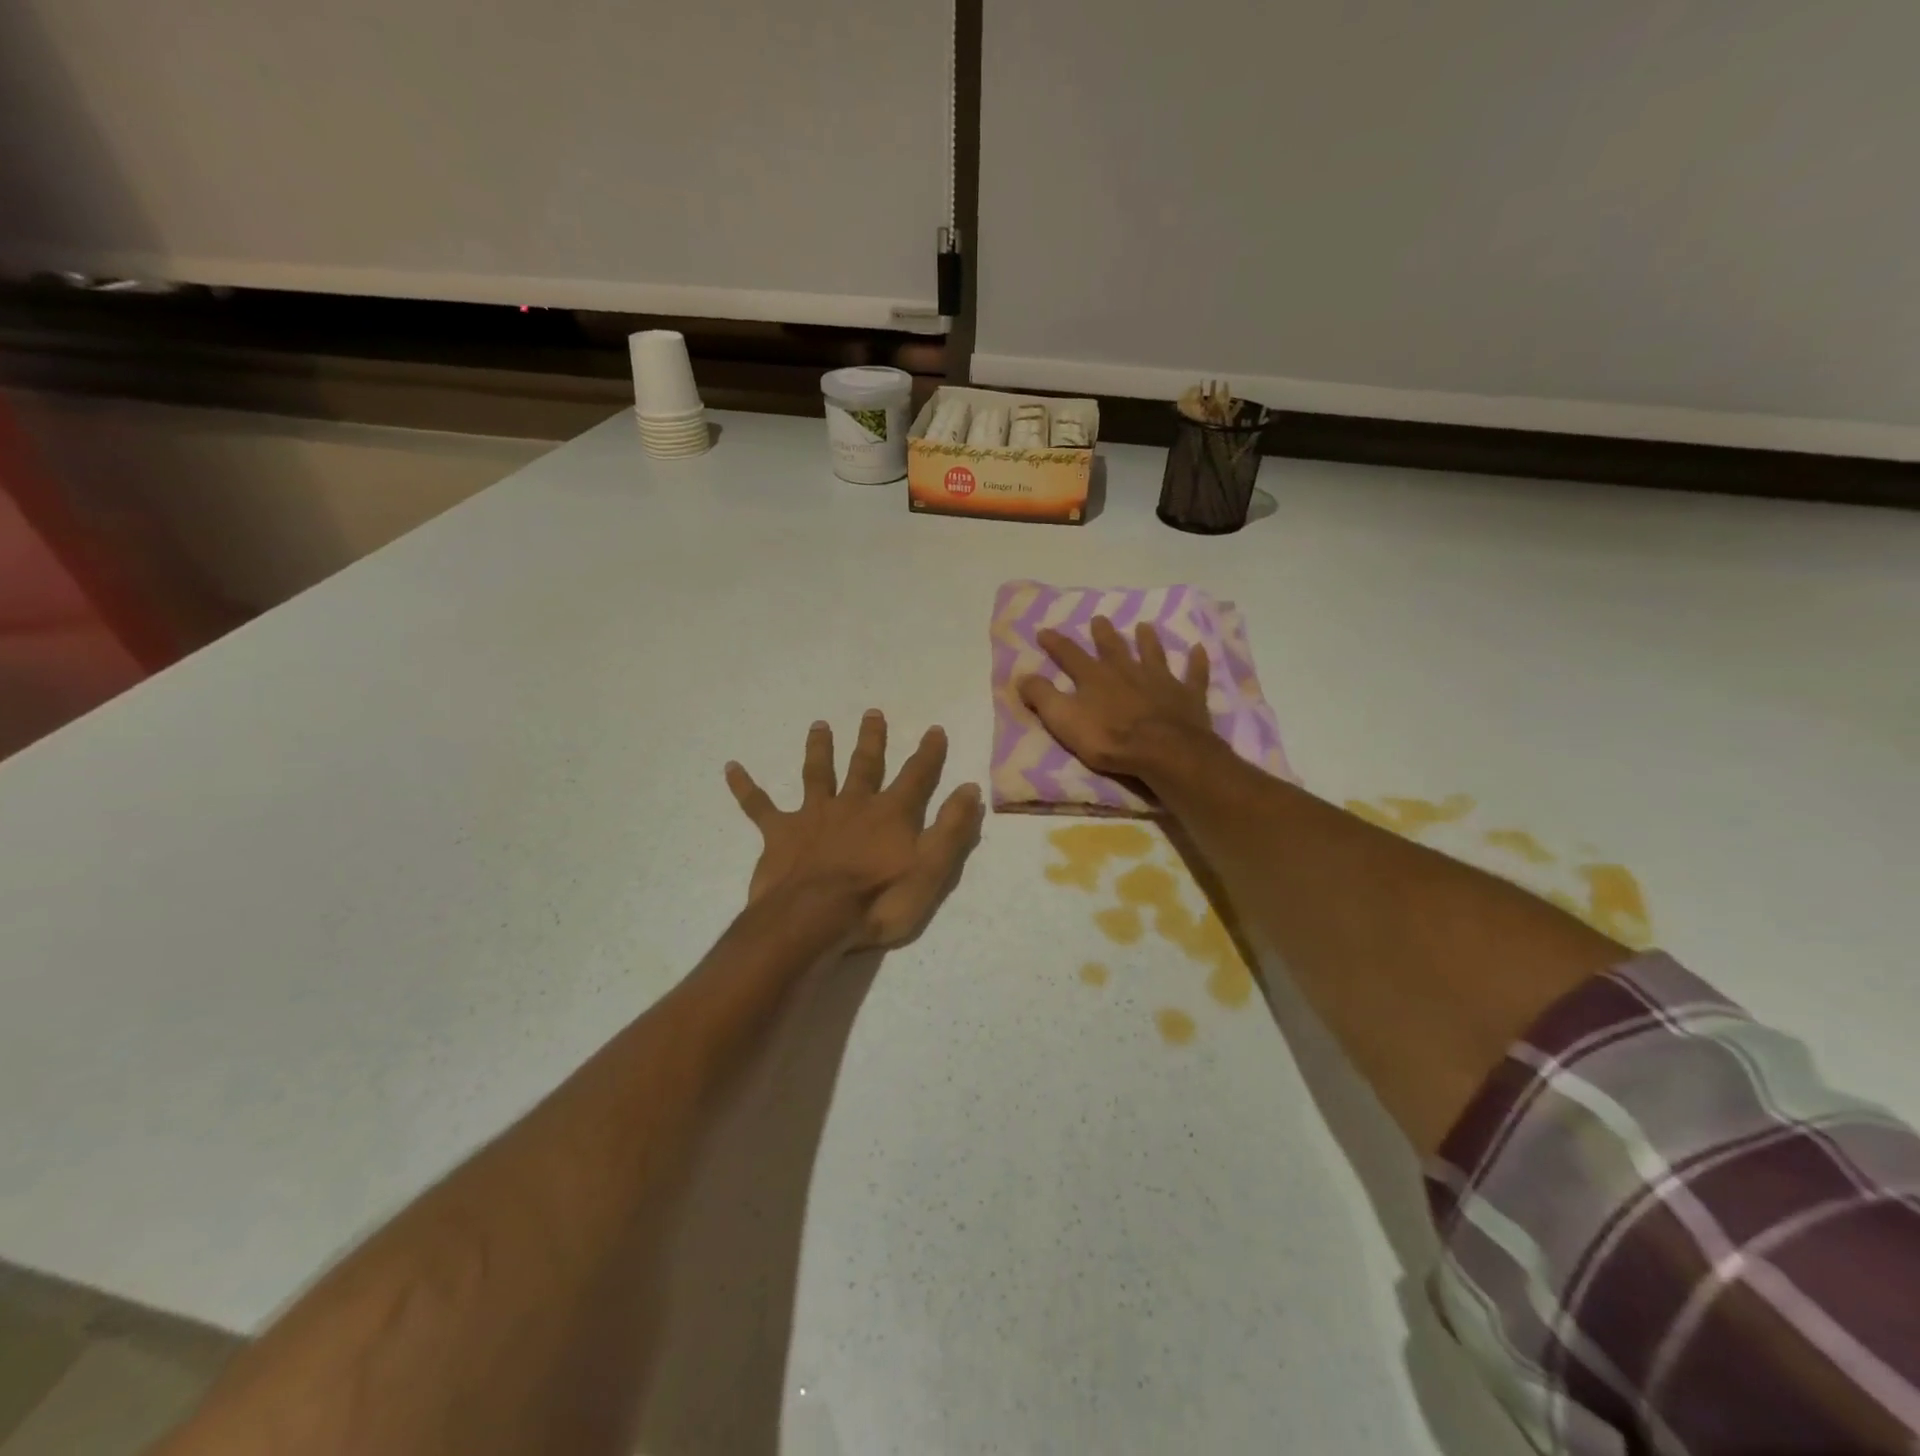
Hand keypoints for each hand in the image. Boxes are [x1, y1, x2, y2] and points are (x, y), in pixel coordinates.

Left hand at [725, 712, 983, 949]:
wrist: (814, 920)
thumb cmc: (879, 901)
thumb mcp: (931, 869)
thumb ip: (952, 828)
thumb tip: (969, 788)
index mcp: (890, 814)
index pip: (916, 776)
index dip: (928, 753)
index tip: (934, 729)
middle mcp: (853, 805)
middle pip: (865, 765)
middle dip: (871, 739)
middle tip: (871, 713)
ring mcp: (813, 816)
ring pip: (817, 774)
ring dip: (819, 749)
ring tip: (819, 725)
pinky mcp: (780, 834)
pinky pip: (759, 806)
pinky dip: (745, 787)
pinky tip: (730, 768)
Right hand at [1018, 618, 1216, 778]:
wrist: (1163, 751)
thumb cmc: (1109, 739)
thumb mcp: (1064, 720)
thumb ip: (1043, 697)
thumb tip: (1021, 676)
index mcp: (1095, 677)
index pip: (1070, 655)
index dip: (1056, 643)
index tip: (1044, 631)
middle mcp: (1127, 671)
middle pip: (1113, 648)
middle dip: (1104, 634)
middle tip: (1100, 619)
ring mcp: (1160, 681)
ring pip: (1153, 654)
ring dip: (1148, 640)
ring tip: (1145, 626)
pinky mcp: (1188, 696)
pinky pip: (1193, 675)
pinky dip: (1196, 663)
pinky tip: (1198, 650)